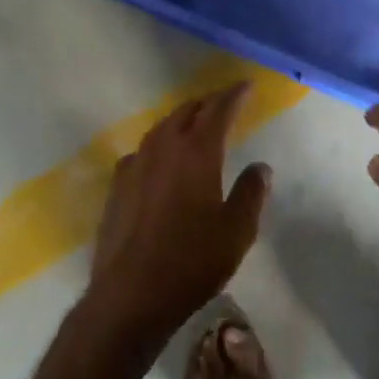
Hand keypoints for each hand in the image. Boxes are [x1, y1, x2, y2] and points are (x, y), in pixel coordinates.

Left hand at [85, 82, 271, 345]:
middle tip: (224, 102)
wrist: (131, 293)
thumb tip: (260, 167)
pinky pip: (143, 151)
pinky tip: (161, 159)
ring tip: (195, 122)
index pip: (218, 110)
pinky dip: (159, 144)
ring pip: (161, 128)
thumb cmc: (192, 261)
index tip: (246, 85)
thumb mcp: (237, 231)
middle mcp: (163, 148)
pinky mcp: (118, 185)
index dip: (233, 95)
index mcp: (197, 153)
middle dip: (207, 103)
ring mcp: (136, 164)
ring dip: (181, 119)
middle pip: (186, 112)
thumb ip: (251, 193)